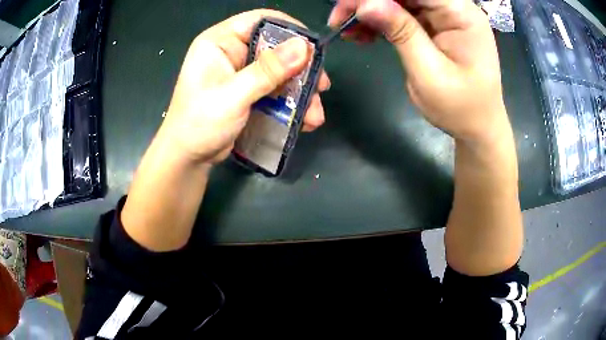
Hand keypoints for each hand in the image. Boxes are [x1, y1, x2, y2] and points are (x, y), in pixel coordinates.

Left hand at [161, 9, 330, 164]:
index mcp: (219, 41)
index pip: (259, 20)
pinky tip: (304, 119)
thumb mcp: (233, 95)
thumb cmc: (199, 124)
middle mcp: (231, 51)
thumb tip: (303, 46)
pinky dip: (290, 102)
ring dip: (299, 90)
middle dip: (301, 68)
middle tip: (321, 85)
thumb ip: (267, 71)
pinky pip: (275, 88)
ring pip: (279, 70)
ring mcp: (240, 72)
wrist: (188, 158)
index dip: (289, 29)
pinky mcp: (247, 90)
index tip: (313, 47)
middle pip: (275, 47)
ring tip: (315, 114)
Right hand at [329, 0, 507, 143]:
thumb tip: (366, 4)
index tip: (349, 5)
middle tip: (339, 17)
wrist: (477, 127)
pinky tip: (362, 34)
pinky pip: (402, 14)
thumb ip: (401, 33)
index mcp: (460, 14)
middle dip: (370, 1)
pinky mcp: (435, 26)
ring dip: (371, 11)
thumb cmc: (461, 108)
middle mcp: (453, 8)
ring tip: (346, 30)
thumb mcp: (429, 73)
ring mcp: (444, 16)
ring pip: (400, 1)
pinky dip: (380, 21)